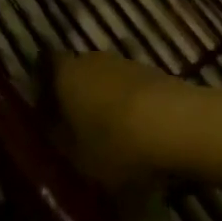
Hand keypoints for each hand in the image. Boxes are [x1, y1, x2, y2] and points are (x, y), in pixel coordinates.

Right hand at [47, 50, 179, 190]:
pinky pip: (130, 91)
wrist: (178, 125)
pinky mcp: (153, 74)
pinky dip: (128, 109)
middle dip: (74, 99)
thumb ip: (59, 146)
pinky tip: (135, 138)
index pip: (45, 67)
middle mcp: (91, 59)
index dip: (42, 88)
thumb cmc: (116, 144)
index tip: (43, 114)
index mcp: (65, 74)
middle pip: (76, 74)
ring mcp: (125, 64)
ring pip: (104, 82)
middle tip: (73, 133)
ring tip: (106, 141)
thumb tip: (53, 137)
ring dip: (103, 104)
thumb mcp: (77, 161)